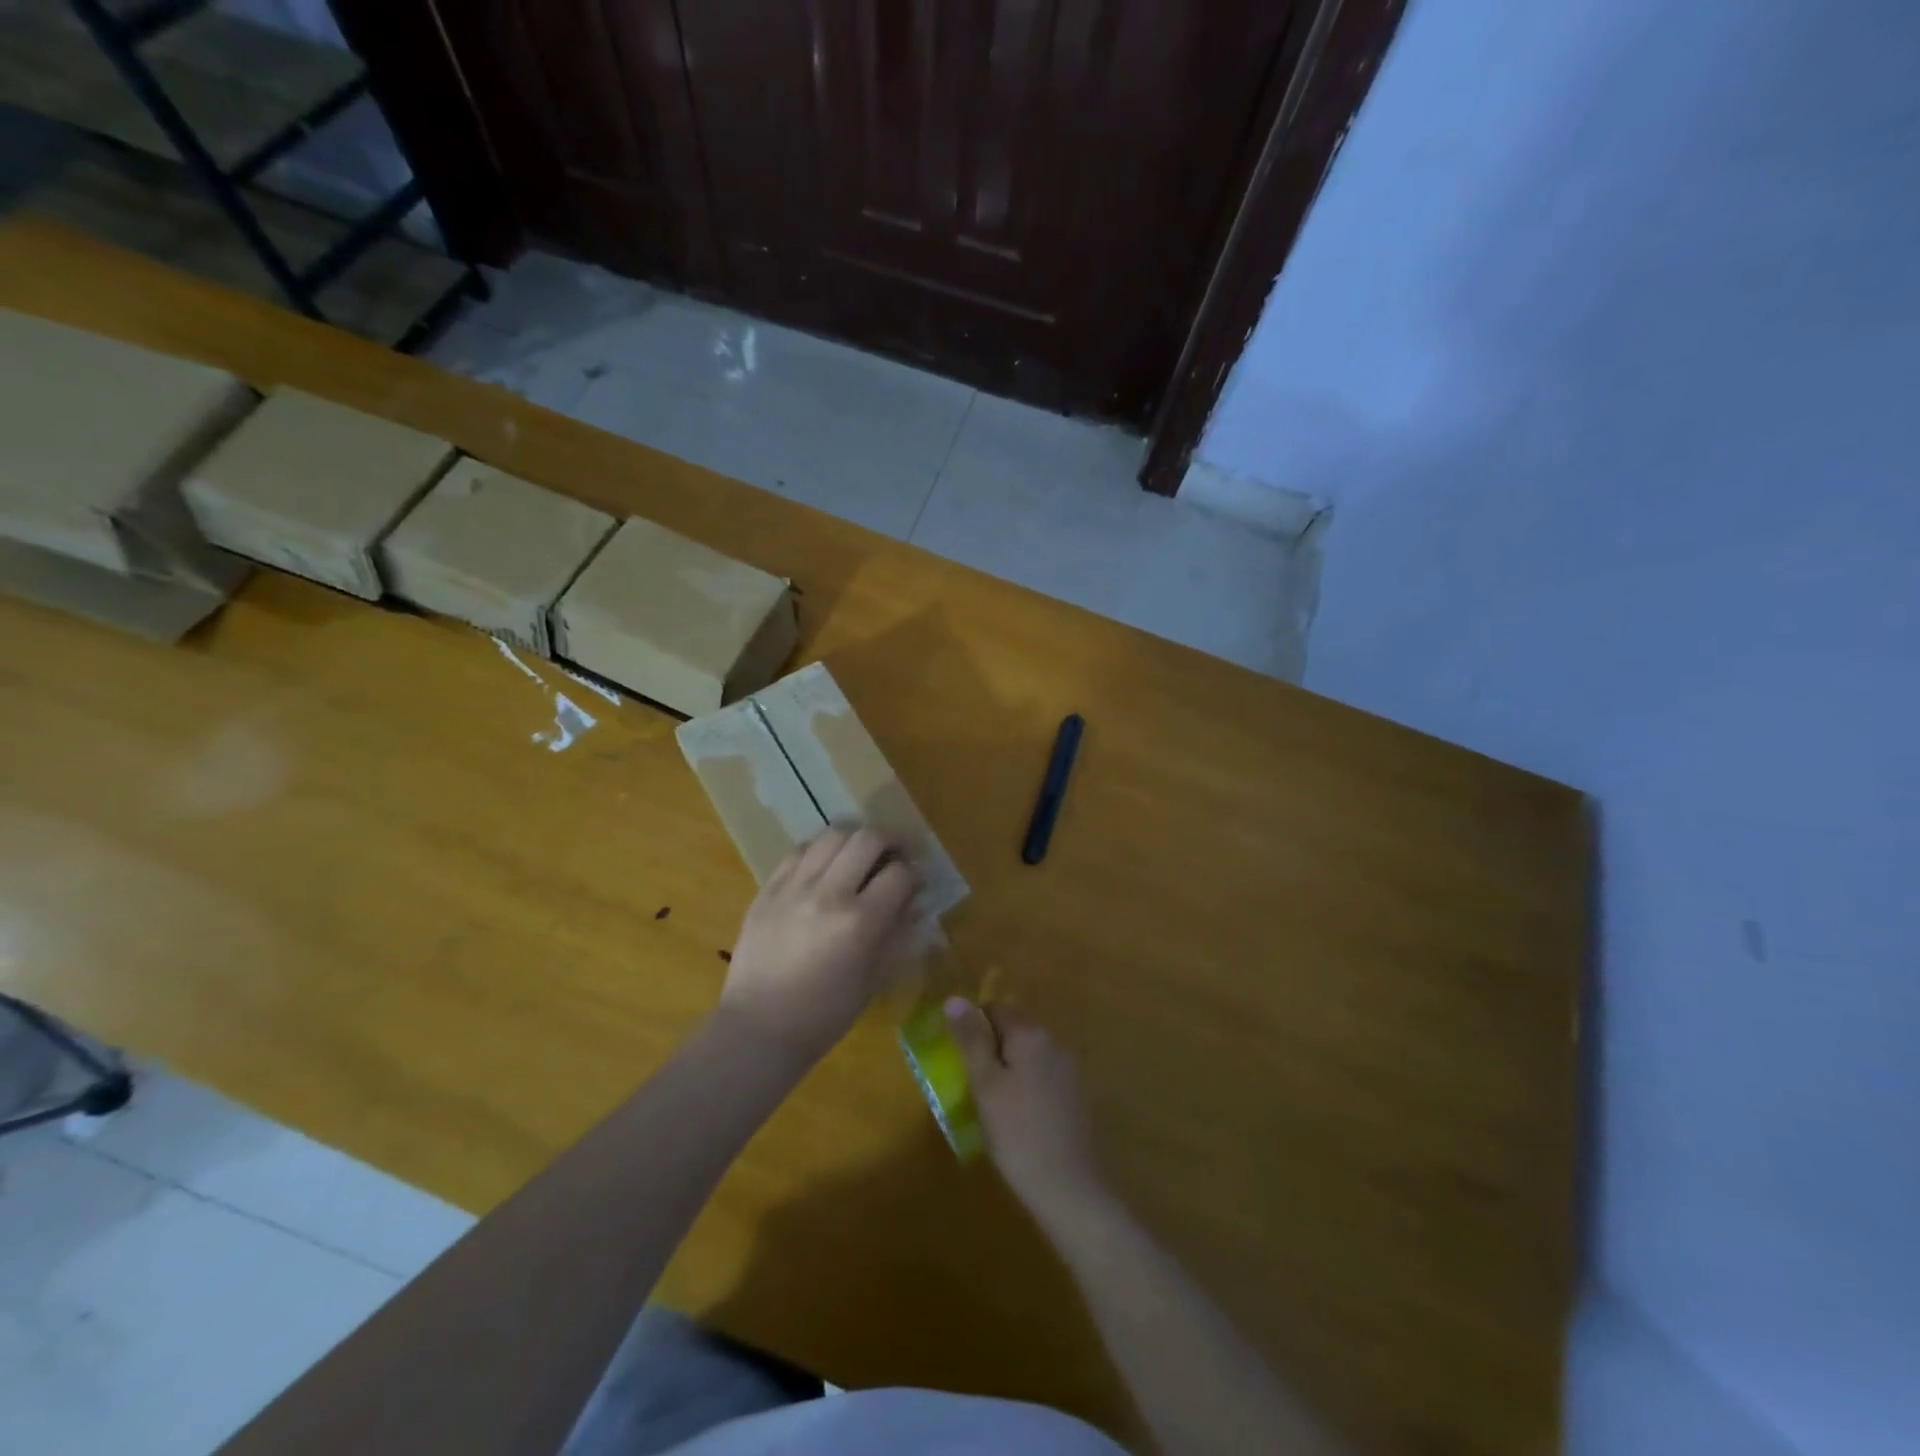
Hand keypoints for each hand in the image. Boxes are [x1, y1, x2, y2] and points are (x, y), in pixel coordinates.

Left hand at [719, 827, 918, 1062]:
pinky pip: (799, 850)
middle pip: (868, 838)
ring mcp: (794, 886)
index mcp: (860, 922)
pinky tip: (825, 864)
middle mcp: (829, 893)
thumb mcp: (874, 979)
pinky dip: (820, 849)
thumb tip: (916, 902)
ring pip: (832, 834)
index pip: (899, 874)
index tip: (915, 881)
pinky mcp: (768, 888)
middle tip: (893, 855)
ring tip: (859, 853)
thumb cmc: (825, 1014)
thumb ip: (898, 934)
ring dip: (855, 837)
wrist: (759, 1028)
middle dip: (890, 841)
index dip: (914, 873)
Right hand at [945, 999, 1107, 1224]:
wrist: (1070, 1189)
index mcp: (1030, 1035)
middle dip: (991, 1048)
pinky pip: (1043, 1078)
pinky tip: (1017, 1118)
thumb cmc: (1018, 1133)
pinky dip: (1026, 1087)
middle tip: (969, 1081)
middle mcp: (1054, 1043)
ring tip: (990, 1103)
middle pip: (1015, 1031)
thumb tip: (954, 998)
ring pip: (1029, 1056)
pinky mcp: (1075, 1098)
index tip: (957, 1054)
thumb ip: (971, 1040)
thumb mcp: (985, 1085)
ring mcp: (1069, 1071)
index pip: (996, 1009)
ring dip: (1008, 1069)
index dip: (973, 1025)